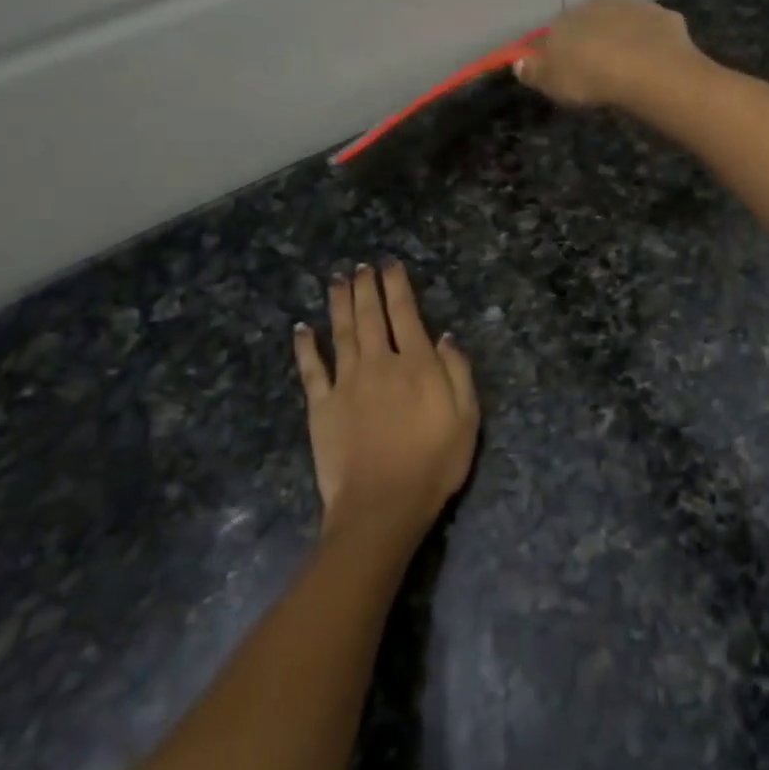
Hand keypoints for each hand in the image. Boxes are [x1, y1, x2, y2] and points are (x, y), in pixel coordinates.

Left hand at [294, 262, 478, 545]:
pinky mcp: (321, 405)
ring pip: (342, 332)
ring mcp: (346, 383)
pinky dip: (306, 346)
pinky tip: (302, 328)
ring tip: (337, 280)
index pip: (406, 314)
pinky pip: (311, 369)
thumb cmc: (434, 464)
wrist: (382, 505)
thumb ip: (458, 373)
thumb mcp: (466, 418)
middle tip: (361, 266)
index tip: (390, 264)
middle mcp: (379, 363)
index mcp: (417, 365)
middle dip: (366, 286)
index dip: (397, 285)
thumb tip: (446, 336)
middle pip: (371, 316)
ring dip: (339, 303)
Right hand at [513, 0, 703, 110]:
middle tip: (597, 71)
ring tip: (627, 67)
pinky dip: (652, 43)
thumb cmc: (591, 77)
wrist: (648, 69)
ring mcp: (635, 6)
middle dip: (591, 41)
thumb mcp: (553, 82)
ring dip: (622, 38)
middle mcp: (598, 4)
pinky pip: (653, 31)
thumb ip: (534, 72)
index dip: (557, 53)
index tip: (563, 72)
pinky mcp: (665, 17)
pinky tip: (654, 63)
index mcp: (567, 18)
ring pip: (623, 22)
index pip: (554, 33)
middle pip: (589, 23)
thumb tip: (518, 62)